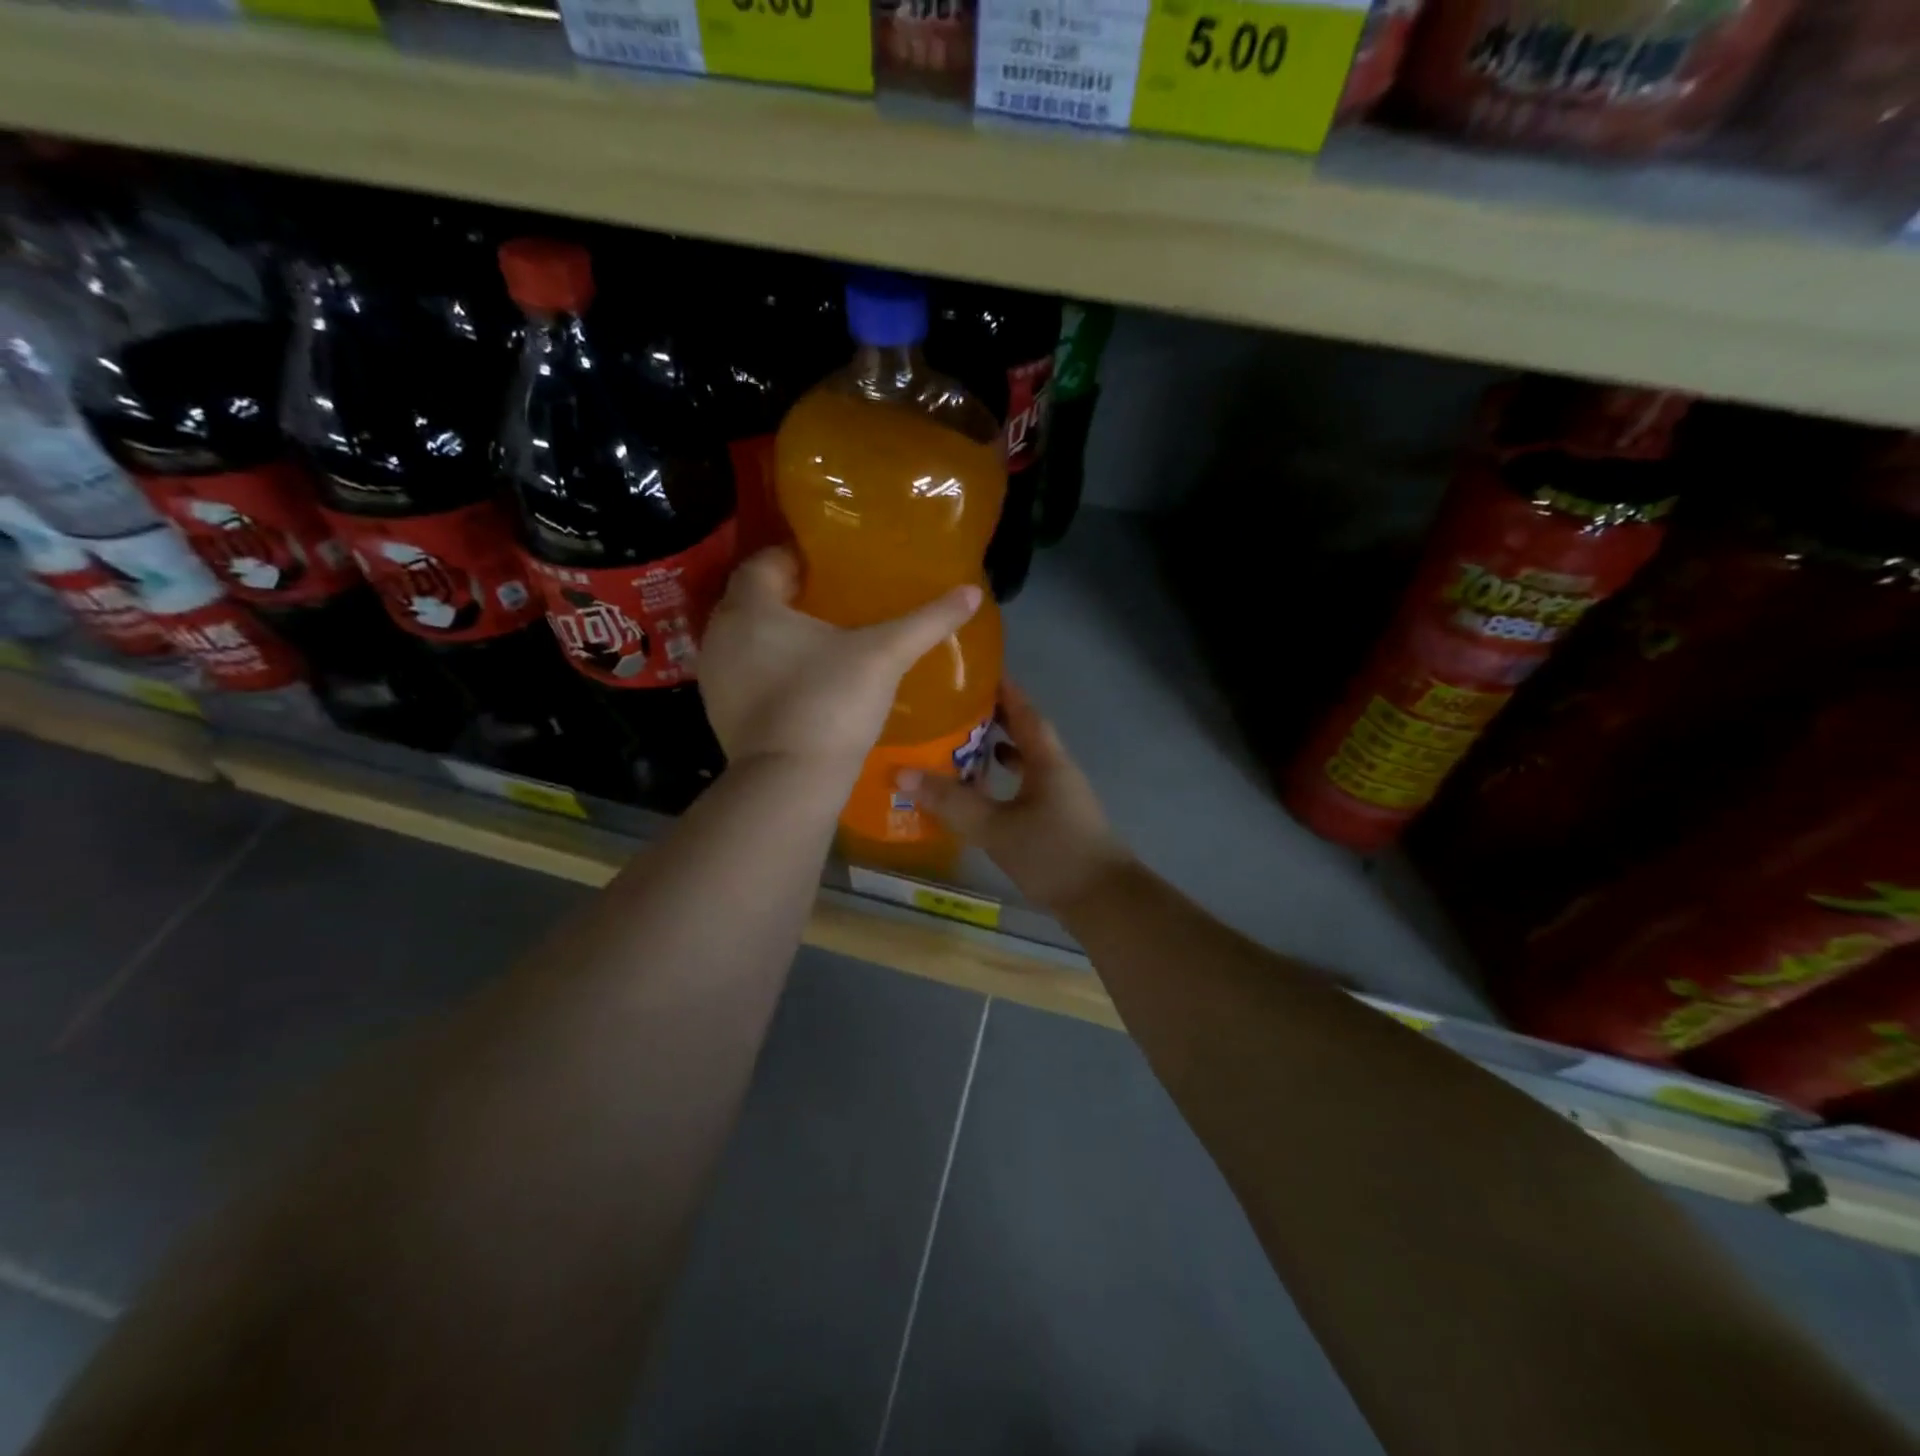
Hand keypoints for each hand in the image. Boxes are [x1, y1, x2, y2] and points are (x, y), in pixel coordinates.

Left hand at [700, 547, 981, 773]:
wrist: (790, 783)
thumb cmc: (831, 702)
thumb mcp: (885, 656)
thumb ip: (926, 621)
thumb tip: (971, 592)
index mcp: (751, 608)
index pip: (764, 561)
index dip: (795, 559)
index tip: (829, 568)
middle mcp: (721, 635)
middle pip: (752, 601)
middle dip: (787, 597)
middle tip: (831, 602)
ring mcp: (715, 678)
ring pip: (746, 641)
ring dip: (775, 637)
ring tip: (820, 643)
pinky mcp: (721, 714)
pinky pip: (745, 676)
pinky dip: (768, 671)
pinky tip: (804, 684)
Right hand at [900, 682, 1132, 911]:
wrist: (1104, 902)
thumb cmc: (1053, 854)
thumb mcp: (996, 827)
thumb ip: (951, 802)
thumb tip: (903, 774)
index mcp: (1048, 760)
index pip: (1024, 711)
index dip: (1002, 690)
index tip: (975, 671)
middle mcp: (1057, 770)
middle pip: (1024, 733)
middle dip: (993, 718)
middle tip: (953, 707)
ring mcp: (1060, 796)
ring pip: (1025, 761)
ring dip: (997, 750)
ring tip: (960, 745)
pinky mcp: (1057, 819)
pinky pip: (1025, 786)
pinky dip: (1003, 781)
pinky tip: (982, 793)